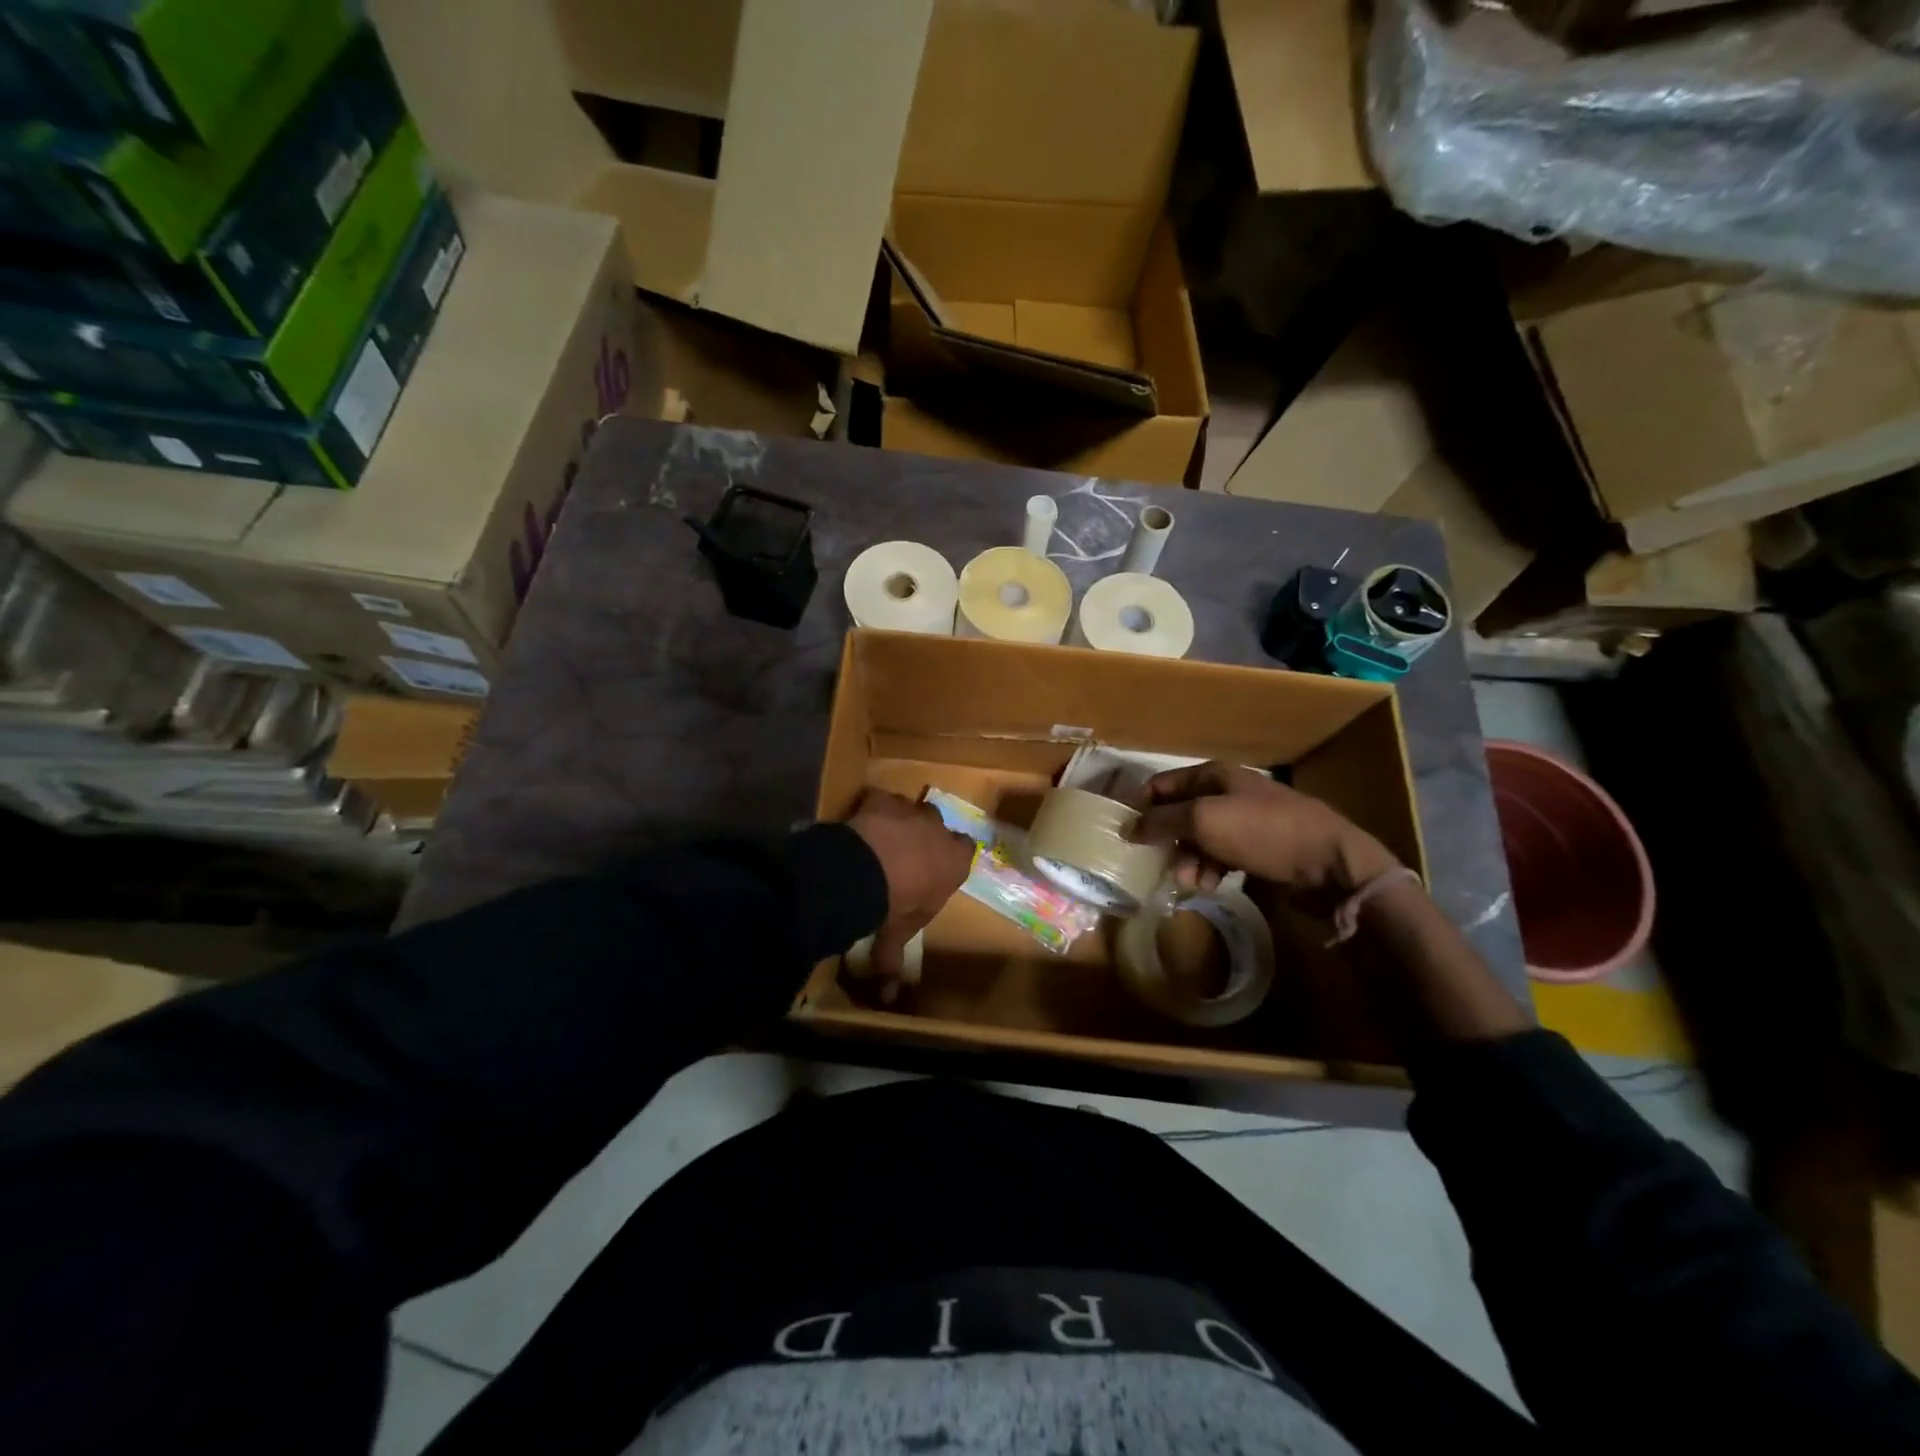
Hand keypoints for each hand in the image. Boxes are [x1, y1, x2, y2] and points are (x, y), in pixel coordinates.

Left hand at [845, 790, 974, 994]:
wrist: (864, 873)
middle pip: (938, 826)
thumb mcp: (897, 935)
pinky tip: (861, 824)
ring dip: (900, 821)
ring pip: (910, 809)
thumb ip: (893, 960)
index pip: (966, 850)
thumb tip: (888, 997)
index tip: (937, 866)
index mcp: (954, 861)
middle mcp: (938, 830)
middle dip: (926, 835)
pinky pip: (880, 800)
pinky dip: (872, 810)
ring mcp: (910, 810)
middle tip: (906, 853)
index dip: (951, 856)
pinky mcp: (882, 799)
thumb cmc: (894, 905)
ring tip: (880, 840)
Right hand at [1132, 762, 1399, 902]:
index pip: (1162, 785)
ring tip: (1195, 883)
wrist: (1331, 863)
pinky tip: (1213, 886)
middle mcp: (1227, 793)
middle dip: (1169, 842)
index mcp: (1213, 776)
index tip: (1130, 837)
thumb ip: (1161, 822)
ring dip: (1190, 861)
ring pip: (1199, 840)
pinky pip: (1221, 856)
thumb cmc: (1262, 832)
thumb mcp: (1203, 820)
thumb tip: (1127, 828)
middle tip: (1166, 866)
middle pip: (1179, 815)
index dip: (1143, 808)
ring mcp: (1245, 821)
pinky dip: (1212, 870)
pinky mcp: (1259, 848)